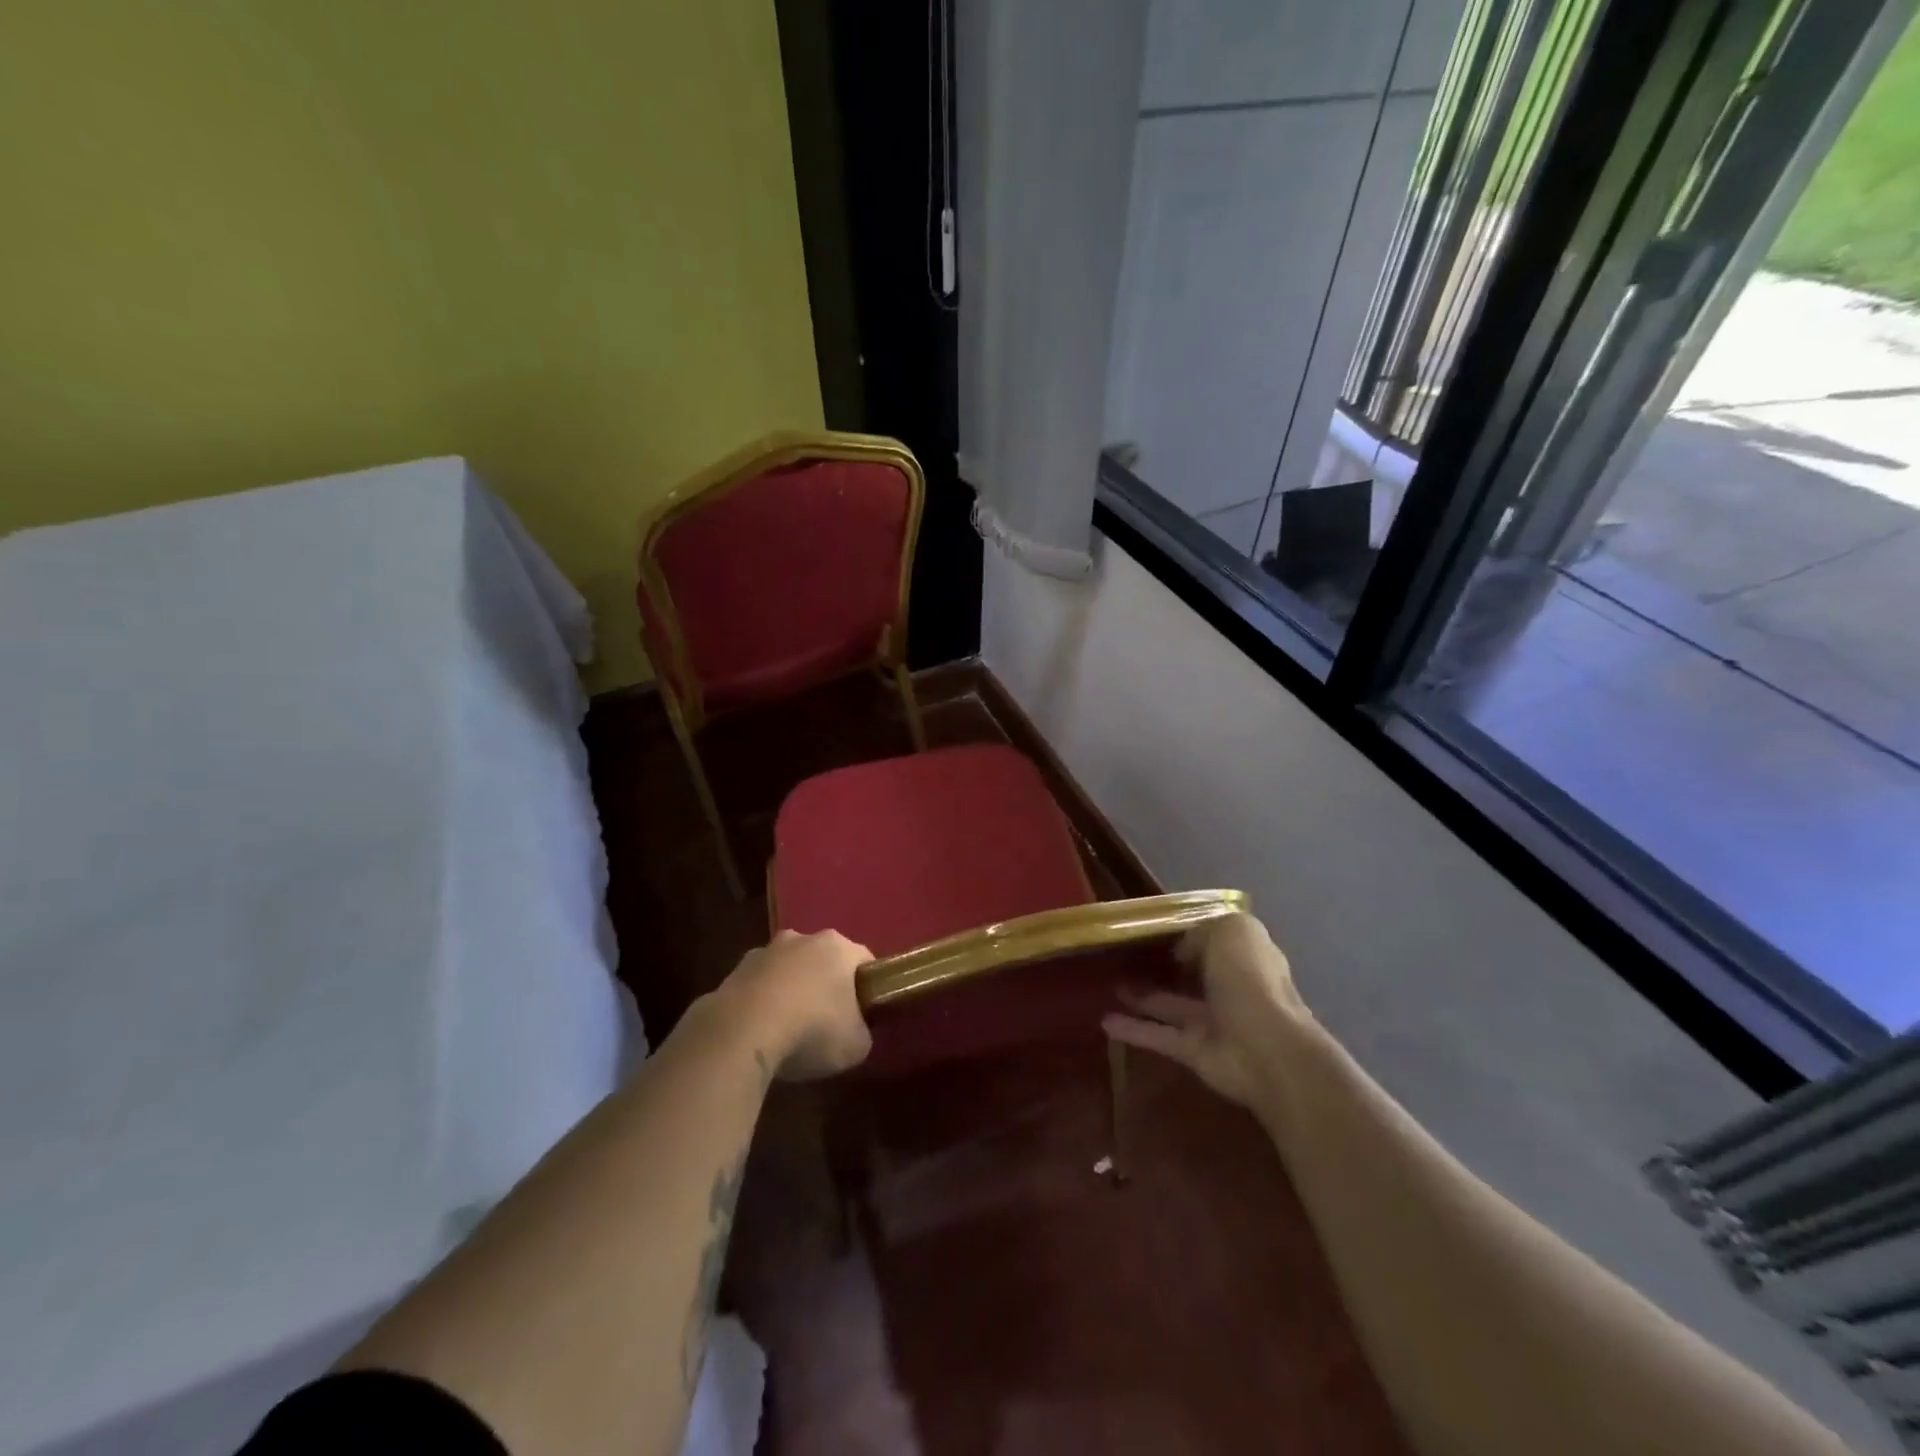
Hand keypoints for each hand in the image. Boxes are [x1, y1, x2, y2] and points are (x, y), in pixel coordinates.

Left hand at [715, 929, 873, 1080]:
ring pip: (787, 970)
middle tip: (828, 1022)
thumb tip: (855, 1031)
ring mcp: (764, 952)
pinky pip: (758, 987)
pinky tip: (760, 1033)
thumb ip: (862, 1032)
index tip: (865, 1014)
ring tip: (789, 1030)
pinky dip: (762, 1004)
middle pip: (823, 960)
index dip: (868, 987)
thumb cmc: (811, 1030)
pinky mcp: (734, 971)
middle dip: (826, 985)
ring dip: (791, 991)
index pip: (864, 961)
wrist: (742, 1033)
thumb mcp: (856, 1045)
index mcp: (838, 947)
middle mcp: (802, 938)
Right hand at [1102, 913, 1312, 1108]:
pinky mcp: (1194, 1050)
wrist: (1266, 1051)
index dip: (1189, 931)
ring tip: (1106, 983)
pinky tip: (1104, 1021)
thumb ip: (1201, 931)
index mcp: (1245, 955)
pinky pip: (1158, 1035)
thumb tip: (1181, 950)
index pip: (1215, 938)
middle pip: (1193, 971)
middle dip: (1166, 964)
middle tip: (1125, 953)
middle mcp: (1230, 986)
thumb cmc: (1250, 981)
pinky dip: (1133, 1029)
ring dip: (1141, 995)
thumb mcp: (1229, 932)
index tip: (1154, 925)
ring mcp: (1212, 1021)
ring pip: (1170, 1003)